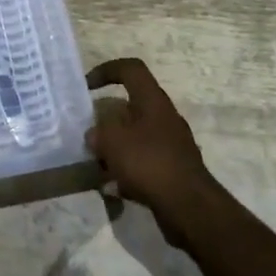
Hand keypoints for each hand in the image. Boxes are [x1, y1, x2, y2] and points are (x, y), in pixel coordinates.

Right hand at [86, 58, 217, 238]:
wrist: (188, 206)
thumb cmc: (149, 163)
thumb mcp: (112, 142)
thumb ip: (98, 132)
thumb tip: (95, 135)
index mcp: (153, 101)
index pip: (131, 69)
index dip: (106, 70)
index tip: (86, 86)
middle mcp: (165, 118)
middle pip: (131, 106)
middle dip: (106, 118)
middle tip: (88, 132)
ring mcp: (171, 145)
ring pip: (135, 136)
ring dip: (115, 146)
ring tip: (96, 163)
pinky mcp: (172, 169)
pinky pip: (143, 161)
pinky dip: (127, 170)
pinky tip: (113, 187)